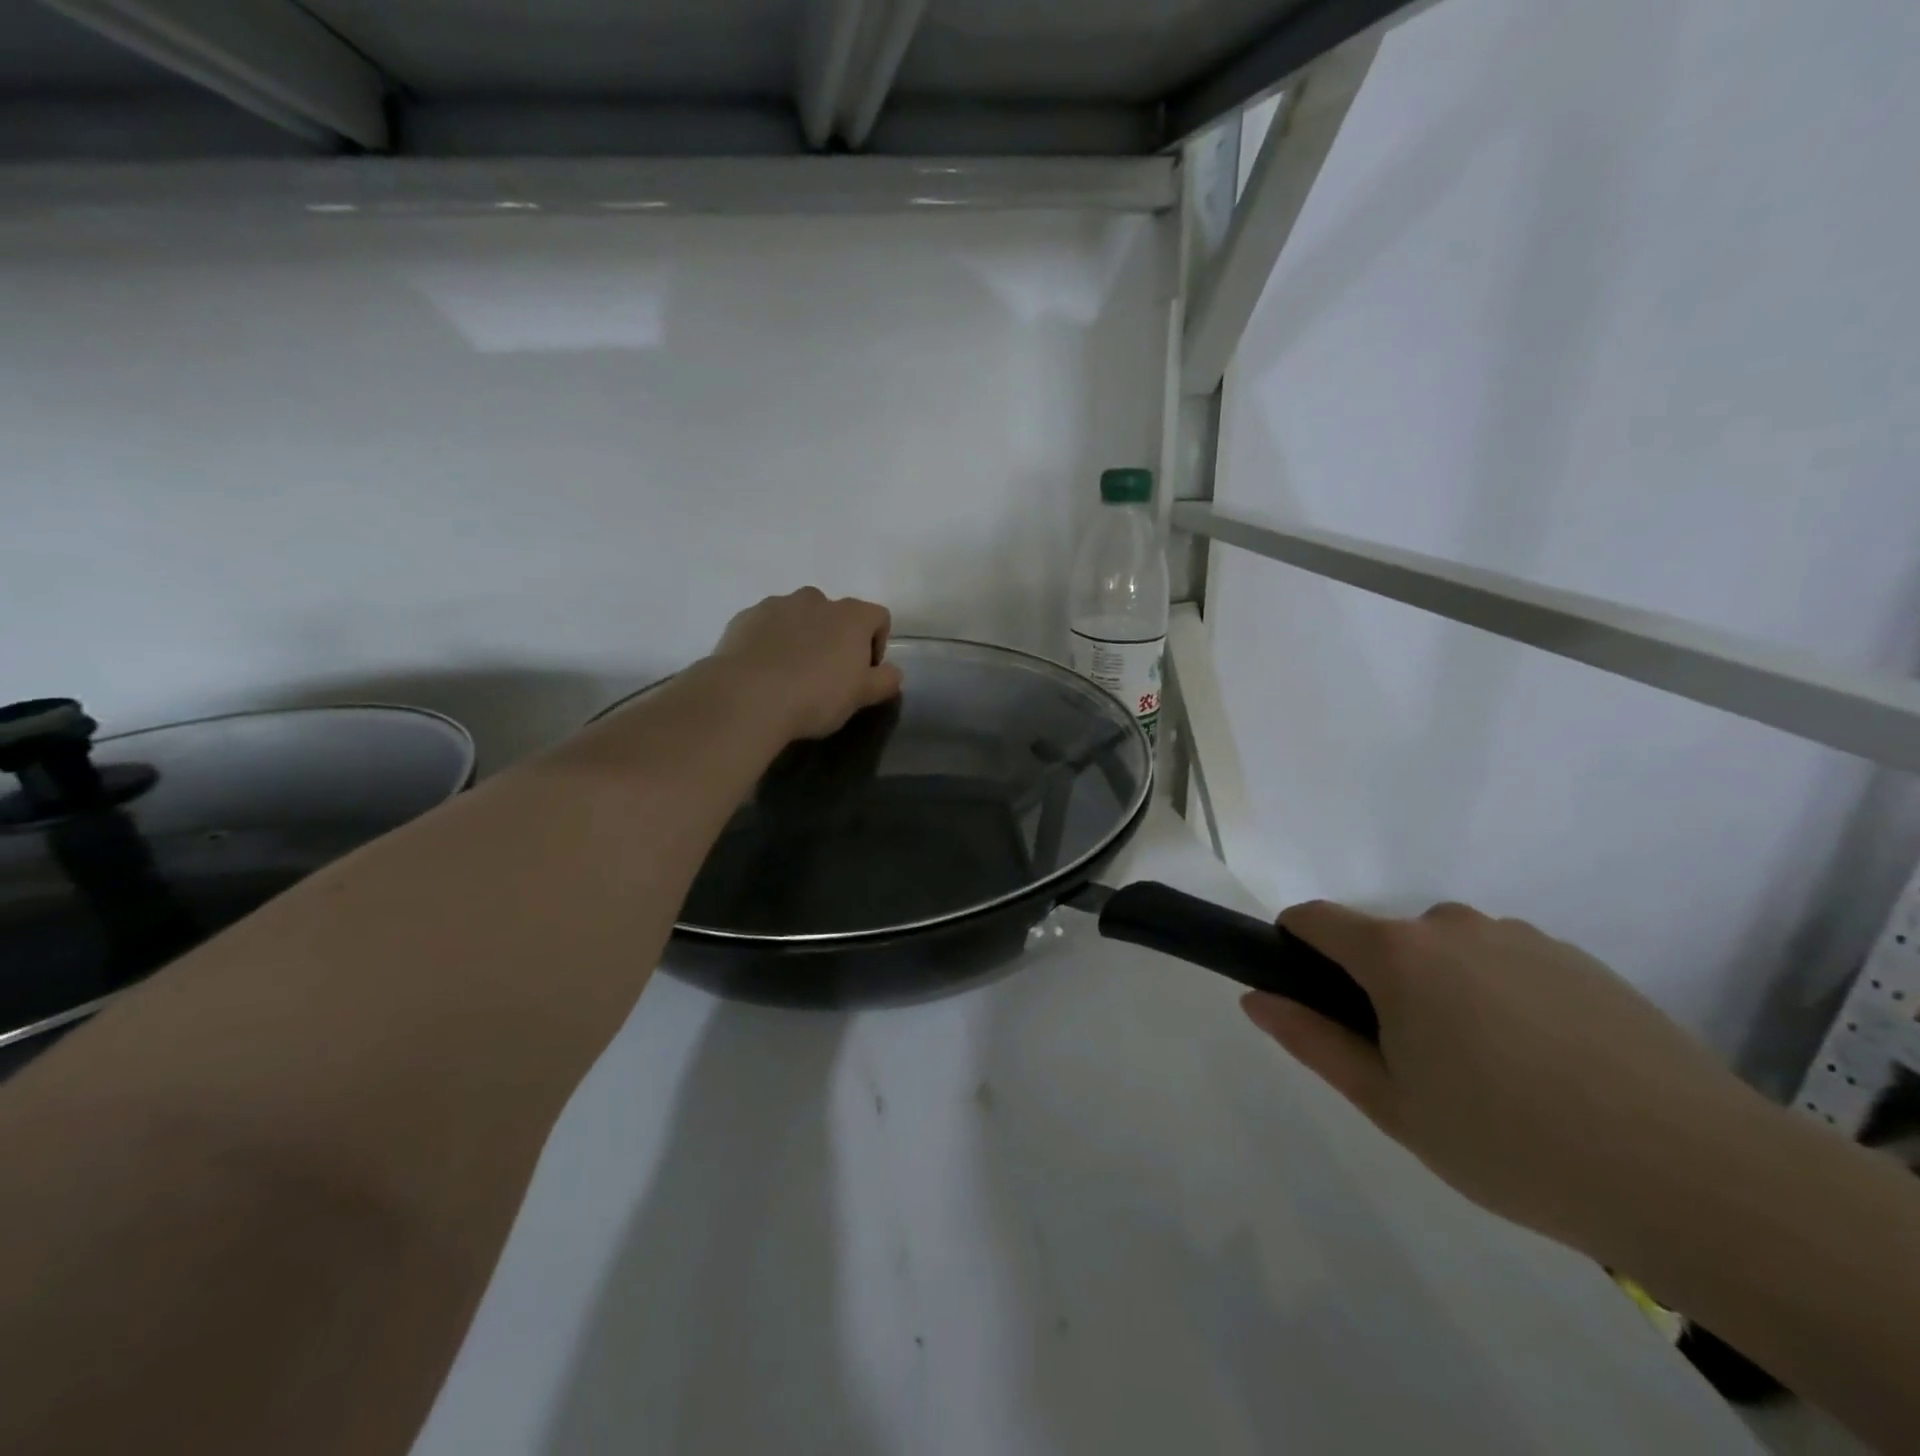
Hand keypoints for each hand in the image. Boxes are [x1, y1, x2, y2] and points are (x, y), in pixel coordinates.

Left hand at [709, 588, 903, 740]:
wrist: (747, 697)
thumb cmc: (816, 696)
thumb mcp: (861, 697)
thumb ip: (884, 681)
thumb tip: (893, 672)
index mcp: (851, 615)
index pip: (878, 617)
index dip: (877, 643)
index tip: (864, 672)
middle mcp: (816, 600)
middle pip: (837, 614)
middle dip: (836, 638)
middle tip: (827, 674)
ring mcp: (777, 605)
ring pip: (799, 616)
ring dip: (802, 636)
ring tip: (792, 673)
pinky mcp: (745, 617)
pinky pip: (767, 625)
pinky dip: (771, 641)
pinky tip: (764, 671)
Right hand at [1243, 901, 1775, 1261]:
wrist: (1698, 1176)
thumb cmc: (1512, 1143)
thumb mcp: (1391, 1105)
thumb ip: (1312, 1041)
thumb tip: (1255, 998)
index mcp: (1398, 955)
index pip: (1314, 918)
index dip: (1294, 946)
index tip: (1308, 994)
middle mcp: (1451, 925)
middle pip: (1386, 941)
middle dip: (1380, 987)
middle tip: (1417, 1066)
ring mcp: (1520, 937)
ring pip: (1450, 954)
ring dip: (1445, 994)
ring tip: (1495, 1077)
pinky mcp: (1578, 959)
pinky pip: (1508, 965)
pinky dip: (1503, 999)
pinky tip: (1551, 1070)